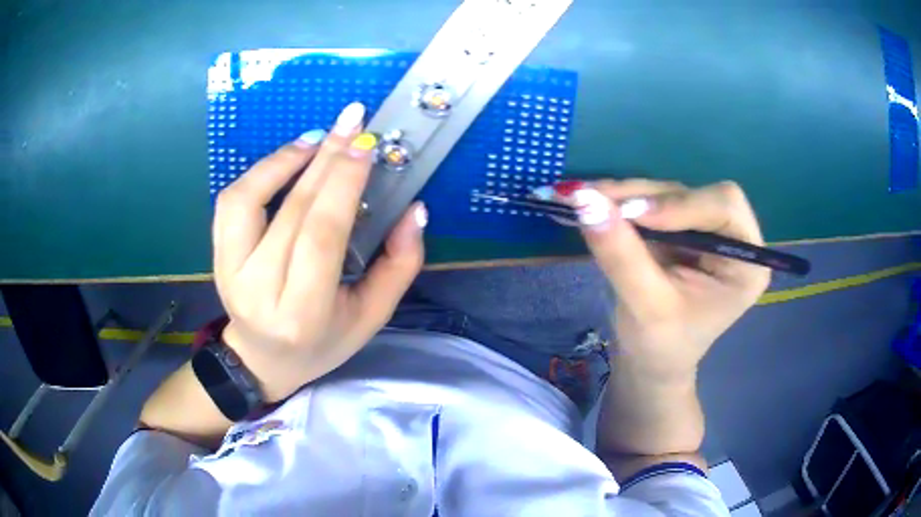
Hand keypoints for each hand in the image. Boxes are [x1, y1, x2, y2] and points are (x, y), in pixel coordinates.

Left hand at [211, 103, 426, 401]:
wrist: (262, 359)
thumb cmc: (322, 343)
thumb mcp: (371, 317)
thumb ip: (398, 266)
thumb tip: (414, 210)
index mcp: (303, 312)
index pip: (320, 235)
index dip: (343, 183)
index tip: (366, 146)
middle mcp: (258, 288)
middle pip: (292, 210)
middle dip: (326, 158)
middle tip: (352, 122)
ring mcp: (229, 270)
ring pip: (248, 197)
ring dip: (285, 159)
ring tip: (318, 138)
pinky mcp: (216, 256)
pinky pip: (231, 201)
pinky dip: (259, 171)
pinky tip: (288, 157)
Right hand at [571, 179, 770, 380]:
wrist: (651, 362)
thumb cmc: (661, 346)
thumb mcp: (646, 307)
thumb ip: (622, 256)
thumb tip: (586, 201)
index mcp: (746, 262)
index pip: (725, 207)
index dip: (682, 204)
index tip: (634, 214)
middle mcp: (731, 237)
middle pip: (693, 193)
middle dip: (646, 196)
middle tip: (596, 199)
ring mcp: (704, 229)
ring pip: (666, 192)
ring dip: (625, 195)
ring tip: (581, 199)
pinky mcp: (678, 227)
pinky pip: (650, 202)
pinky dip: (620, 202)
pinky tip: (593, 205)